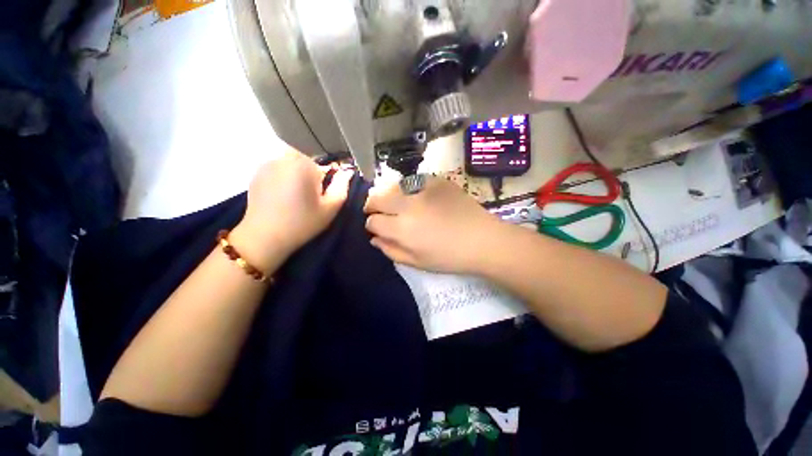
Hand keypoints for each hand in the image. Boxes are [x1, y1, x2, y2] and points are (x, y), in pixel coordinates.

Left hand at [233, 150, 352, 268]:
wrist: (264, 236)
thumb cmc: (303, 223)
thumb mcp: (330, 207)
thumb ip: (342, 186)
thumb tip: (347, 171)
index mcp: (305, 165)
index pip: (325, 164)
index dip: (327, 180)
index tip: (321, 196)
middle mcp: (285, 158)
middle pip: (307, 161)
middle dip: (311, 175)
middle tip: (309, 198)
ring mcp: (268, 164)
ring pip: (292, 164)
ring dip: (297, 175)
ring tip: (294, 197)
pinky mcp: (257, 172)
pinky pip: (278, 169)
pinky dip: (283, 178)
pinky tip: (281, 196)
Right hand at [364, 177, 501, 273]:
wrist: (482, 240)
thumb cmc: (449, 257)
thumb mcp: (417, 262)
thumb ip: (391, 250)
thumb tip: (374, 238)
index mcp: (401, 229)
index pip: (373, 221)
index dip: (372, 225)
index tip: (378, 227)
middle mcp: (408, 205)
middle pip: (377, 197)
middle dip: (373, 205)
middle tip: (379, 211)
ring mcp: (423, 189)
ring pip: (393, 186)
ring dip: (390, 195)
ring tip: (398, 203)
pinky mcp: (437, 181)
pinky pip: (414, 181)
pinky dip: (410, 189)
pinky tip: (418, 197)